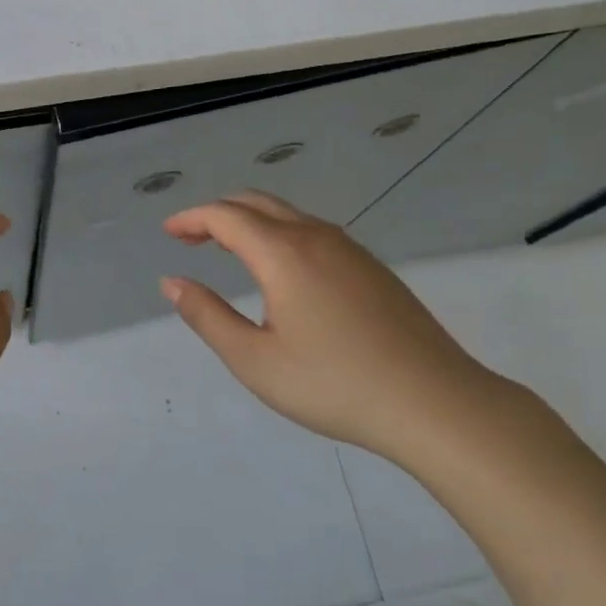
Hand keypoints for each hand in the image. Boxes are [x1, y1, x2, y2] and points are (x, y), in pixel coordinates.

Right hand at [160, 192, 507, 467]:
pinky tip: (280, 270)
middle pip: (255, 203)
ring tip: (228, 249)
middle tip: (191, 238)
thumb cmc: (335, 384)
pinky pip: (312, 231)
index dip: (191, 219)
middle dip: (217, 213)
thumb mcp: (255, 360)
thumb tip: (172, 282)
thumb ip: (208, 316)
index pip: (225, 216)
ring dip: (250, 221)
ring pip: (287, 215)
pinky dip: (279, 233)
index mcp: (282, 252)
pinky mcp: (371, 267)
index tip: (169, 234)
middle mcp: (314, 236)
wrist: (436, 403)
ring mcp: (349, 248)